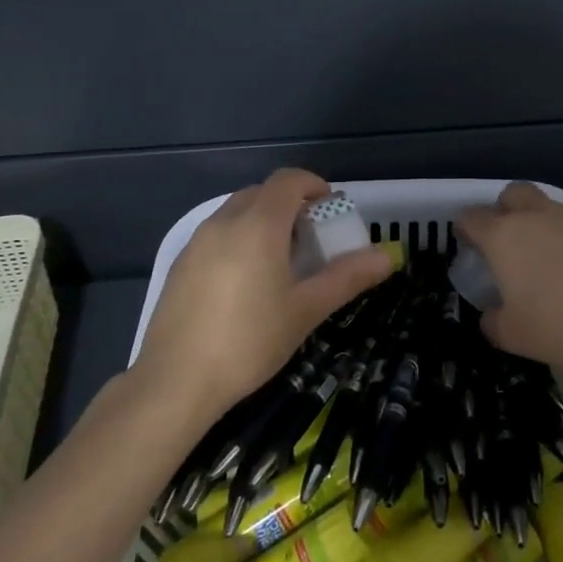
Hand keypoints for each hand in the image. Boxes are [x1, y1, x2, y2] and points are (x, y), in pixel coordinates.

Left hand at [133, 169, 394, 423]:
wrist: (175, 381)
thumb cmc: (250, 341)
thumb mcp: (306, 310)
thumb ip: (347, 277)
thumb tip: (387, 256)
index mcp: (258, 225)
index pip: (288, 180)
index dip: (313, 185)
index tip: (330, 208)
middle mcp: (224, 222)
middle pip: (261, 193)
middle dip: (290, 204)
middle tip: (311, 237)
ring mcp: (196, 242)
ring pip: (236, 212)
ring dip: (263, 220)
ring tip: (280, 260)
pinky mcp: (179, 264)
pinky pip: (217, 234)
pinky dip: (239, 239)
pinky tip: (245, 282)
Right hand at [454, 182, 562, 366]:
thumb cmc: (562, 319)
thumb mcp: (514, 336)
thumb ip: (492, 323)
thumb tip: (490, 315)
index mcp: (502, 236)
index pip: (470, 217)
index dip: (464, 230)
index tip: (468, 247)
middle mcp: (532, 216)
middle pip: (509, 195)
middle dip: (501, 210)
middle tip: (505, 242)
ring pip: (542, 205)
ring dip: (535, 222)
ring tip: (542, 257)